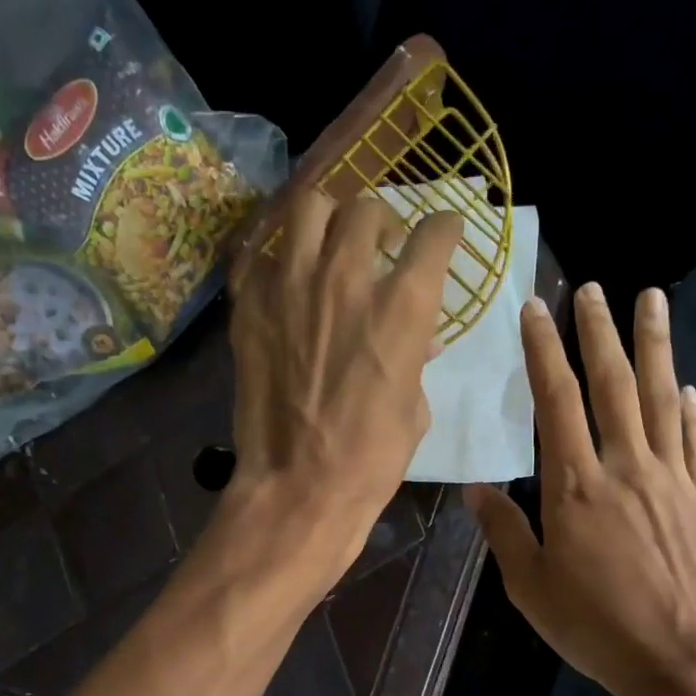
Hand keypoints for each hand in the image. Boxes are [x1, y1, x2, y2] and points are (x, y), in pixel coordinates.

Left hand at [226, 190, 462, 576]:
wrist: (299, 486)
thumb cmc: (372, 458)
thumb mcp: (415, 408)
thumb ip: (417, 360)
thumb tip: (422, 340)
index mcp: (403, 307)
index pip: (433, 235)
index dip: (444, 228)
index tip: (443, 233)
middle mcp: (346, 278)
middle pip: (367, 208)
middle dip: (382, 221)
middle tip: (380, 246)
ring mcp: (291, 286)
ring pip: (309, 208)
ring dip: (328, 220)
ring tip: (330, 245)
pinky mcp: (250, 305)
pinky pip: (264, 254)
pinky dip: (281, 258)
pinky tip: (288, 280)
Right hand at [465, 283, 695, 695]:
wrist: (688, 659)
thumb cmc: (598, 627)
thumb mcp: (531, 587)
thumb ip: (504, 532)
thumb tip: (476, 489)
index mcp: (574, 486)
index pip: (556, 402)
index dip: (544, 352)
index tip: (536, 311)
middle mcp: (625, 467)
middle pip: (611, 384)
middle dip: (598, 332)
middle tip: (593, 288)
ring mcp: (673, 478)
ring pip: (661, 397)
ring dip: (654, 346)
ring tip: (652, 301)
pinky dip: (690, 408)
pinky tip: (688, 386)